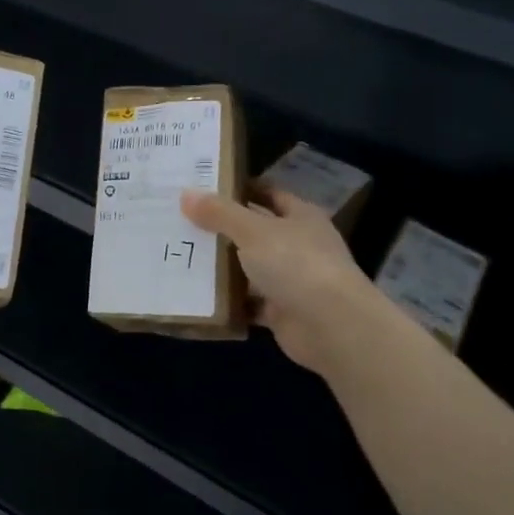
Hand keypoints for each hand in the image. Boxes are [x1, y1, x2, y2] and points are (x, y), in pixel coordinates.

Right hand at [181, 187, 370, 375]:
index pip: (267, 193)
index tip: (202, 187)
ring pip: (249, 267)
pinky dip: (228, 300)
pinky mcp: (282, 311)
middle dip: (221, 227)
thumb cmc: (296, 265)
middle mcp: (298, 245)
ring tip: (180, 255)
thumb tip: (186, 194)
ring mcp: (292, 280)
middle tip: (181, 220)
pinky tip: (197, 295)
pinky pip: (248, 301)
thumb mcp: (253, 231)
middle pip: (254, 231)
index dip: (238, 188)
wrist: (332, 327)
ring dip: (222, 265)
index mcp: (300, 216)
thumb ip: (220, 213)